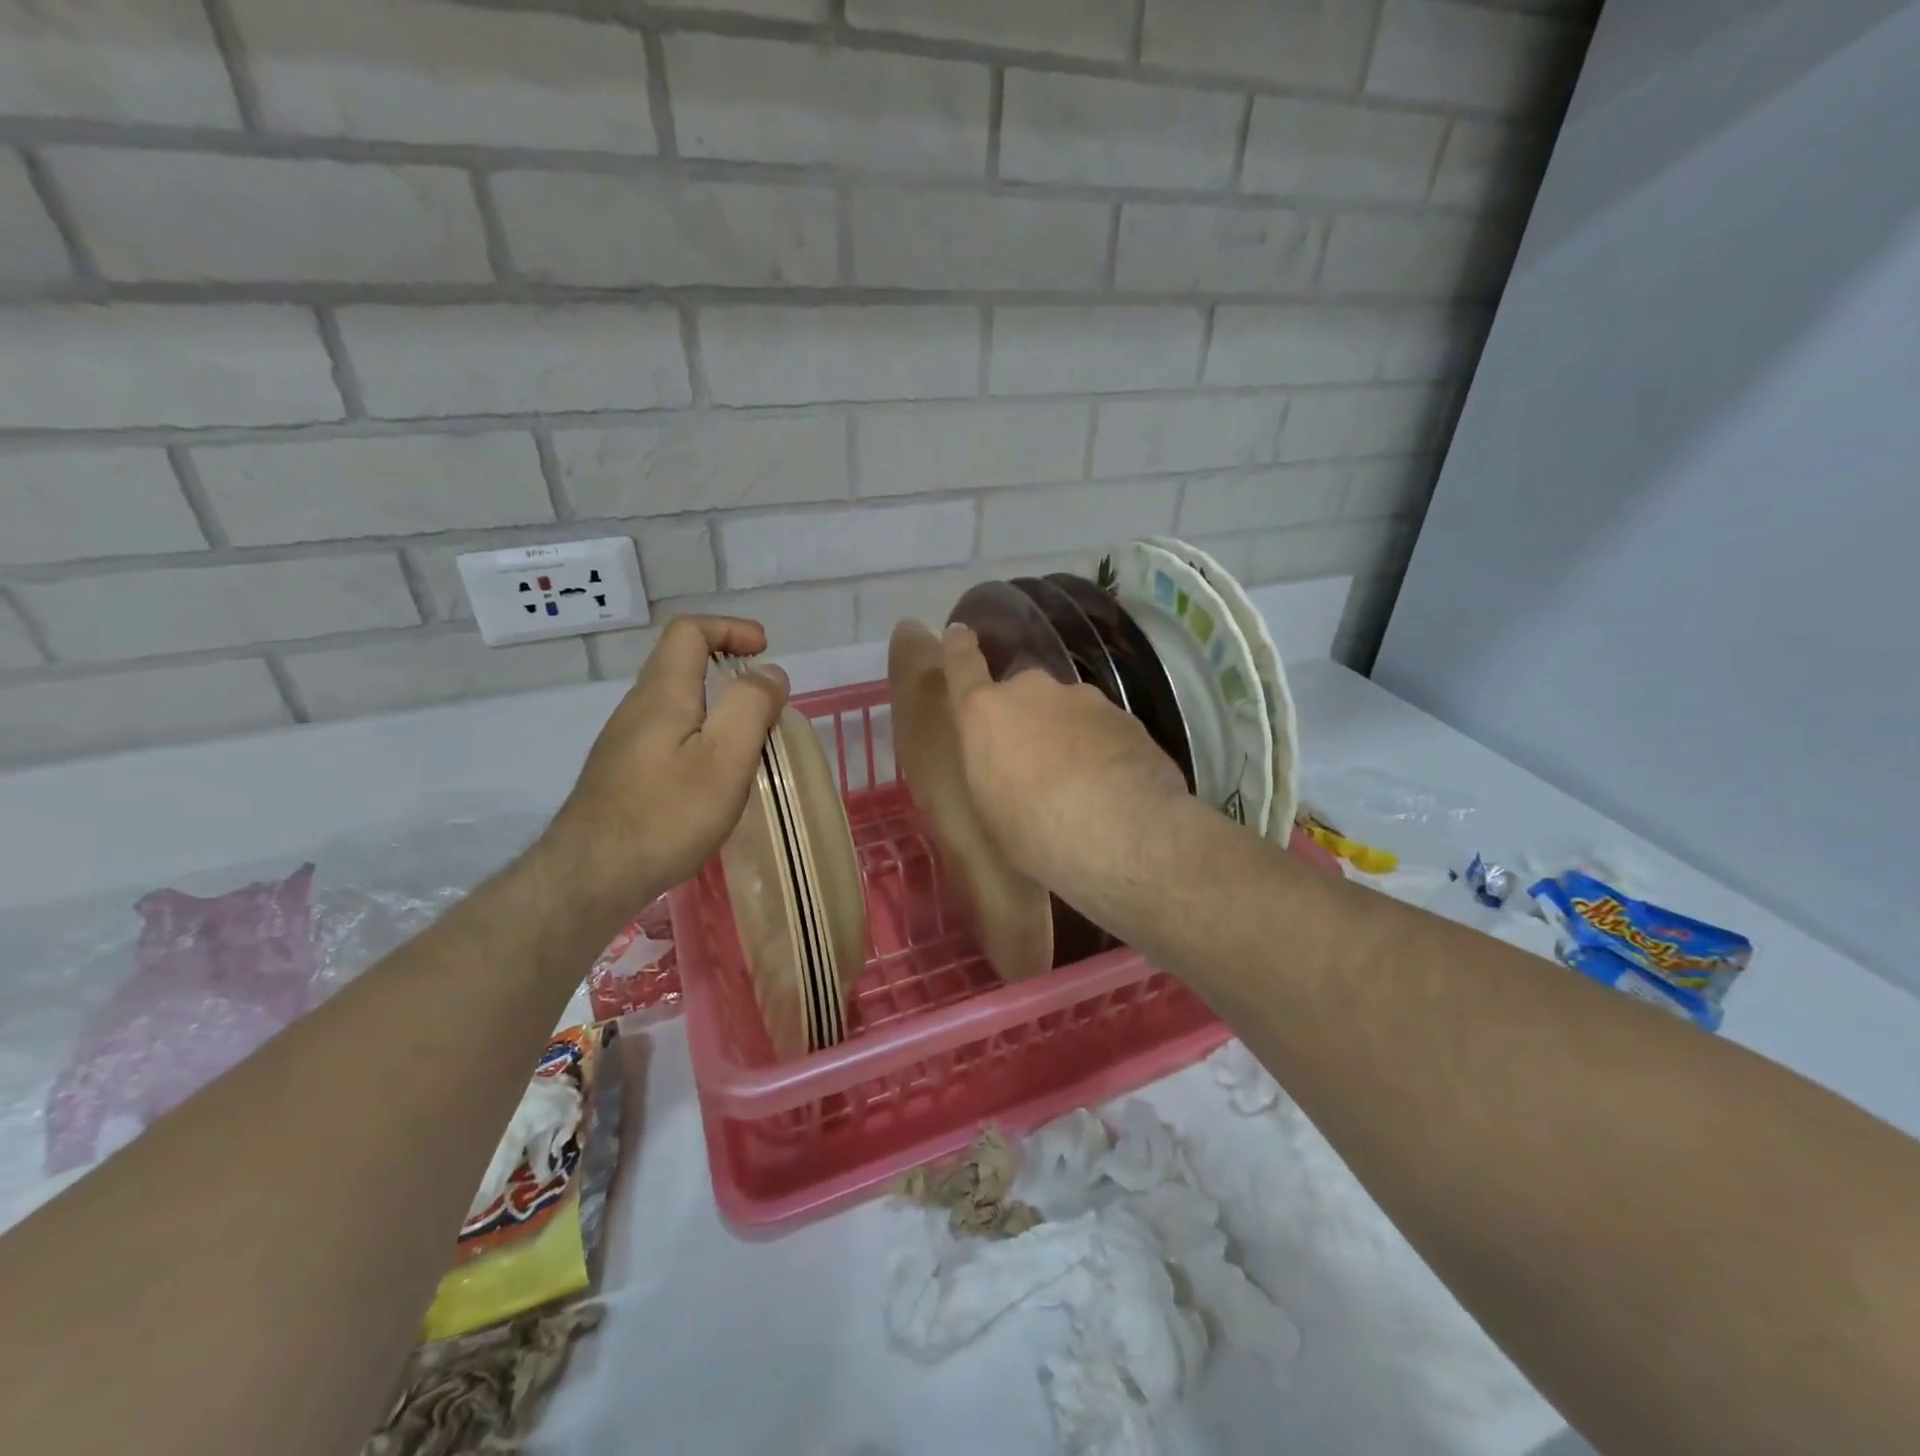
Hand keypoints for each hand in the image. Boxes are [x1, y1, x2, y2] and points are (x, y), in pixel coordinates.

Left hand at [544, 615, 788, 921]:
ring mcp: (625, 741)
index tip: (764, 650)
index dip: (730, 628)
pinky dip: (700, 734)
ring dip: (716, 705)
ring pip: (676, 701)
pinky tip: (714, 777)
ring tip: (748, 742)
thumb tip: (769, 673)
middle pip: (681, 663)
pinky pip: (668, 732)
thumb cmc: (667, 814)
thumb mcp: (725, 759)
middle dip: (728, 667)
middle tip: (766, 702)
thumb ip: (751, 707)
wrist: (592, 876)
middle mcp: (638, 707)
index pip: (689, 631)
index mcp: (663, 693)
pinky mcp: (623, 771)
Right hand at [941, 623, 1187, 891]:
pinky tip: (1111, 786)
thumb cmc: (1031, 833)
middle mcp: (1032, 692)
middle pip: (1022, 695)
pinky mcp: (1125, 716)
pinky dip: (1100, 749)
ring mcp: (1083, 699)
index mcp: (985, 712)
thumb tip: (1004, 767)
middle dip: (1025, 719)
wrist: (1119, 833)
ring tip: (1077, 783)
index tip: (958, 633)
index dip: (958, 649)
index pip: (962, 665)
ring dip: (1066, 735)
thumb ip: (991, 770)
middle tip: (1032, 762)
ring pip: (1066, 711)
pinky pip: (1102, 729)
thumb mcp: (989, 808)